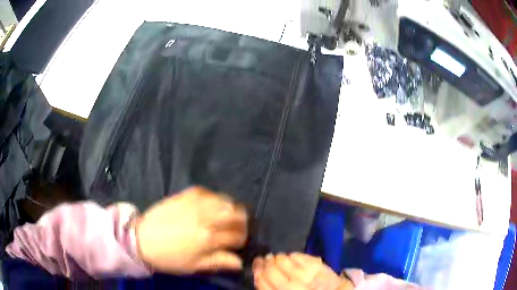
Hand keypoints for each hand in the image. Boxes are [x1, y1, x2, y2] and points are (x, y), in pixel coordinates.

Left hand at [135, 186, 247, 273]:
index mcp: (208, 238)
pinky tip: (211, 206)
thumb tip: (240, 262)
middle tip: (236, 228)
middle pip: (236, 213)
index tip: (237, 243)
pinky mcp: (185, 195)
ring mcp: (195, 203)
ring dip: (230, 209)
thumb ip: (219, 261)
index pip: (237, 235)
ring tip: (225, 216)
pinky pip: (207, 192)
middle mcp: (205, 217)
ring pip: (225, 200)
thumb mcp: (194, 266)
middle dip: (242, 221)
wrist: (142, 239)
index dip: (241, 240)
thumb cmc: (169, 257)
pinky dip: (214, 198)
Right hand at [253, 253, 353, 289]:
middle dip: (265, 263)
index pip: (263, 283)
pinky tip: (291, 256)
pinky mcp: (319, 267)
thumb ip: (271, 288)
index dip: (257, 272)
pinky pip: (300, 257)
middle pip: (272, 270)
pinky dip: (293, 255)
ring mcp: (307, 276)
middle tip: (265, 259)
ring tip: (277, 257)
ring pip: (284, 261)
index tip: (256, 266)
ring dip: (278, 258)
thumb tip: (260, 274)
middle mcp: (293, 287)